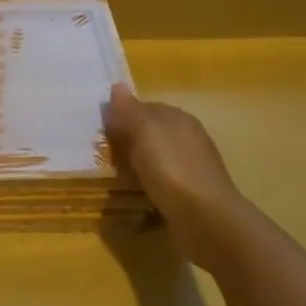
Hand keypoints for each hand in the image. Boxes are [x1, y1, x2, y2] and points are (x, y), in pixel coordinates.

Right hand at [102, 85, 245, 260]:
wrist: (205, 219)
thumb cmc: (171, 169)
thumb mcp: (144, 132)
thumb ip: (129, 110)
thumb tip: (117, 86)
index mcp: (179, 119)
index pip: (145, 108)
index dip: (122, 116)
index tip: (100, 131)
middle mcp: (188, 139)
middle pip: (150, 134)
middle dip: (128, 142)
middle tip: (102, 156)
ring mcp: (190, 168)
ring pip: (155, 160)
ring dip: (136, 167)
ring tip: (112, 178)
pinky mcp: (189, 195)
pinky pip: (160, 184)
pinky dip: (146, 187)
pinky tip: (134, 196)